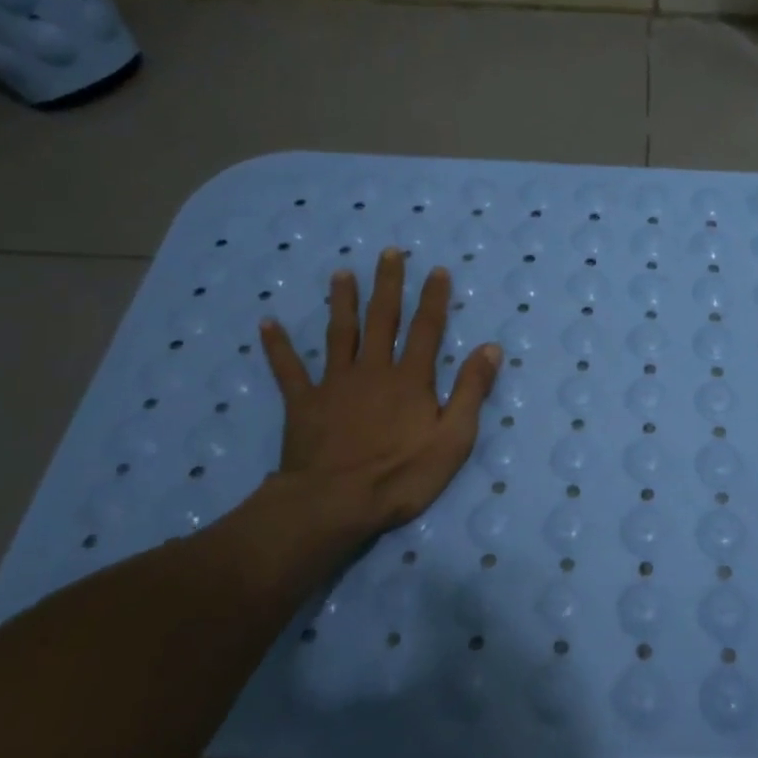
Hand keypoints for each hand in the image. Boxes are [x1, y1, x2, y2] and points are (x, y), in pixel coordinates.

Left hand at [256, 248, 500, 556]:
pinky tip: (267, 323)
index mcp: (410, 379)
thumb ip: (470, 391)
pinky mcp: (304, 403)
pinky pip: (288, 369)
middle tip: (388, 252)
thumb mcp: (453, 438)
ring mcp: (335, 384)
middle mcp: (373, 370)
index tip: (437, 269)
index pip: (426, 329)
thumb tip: (491, 348)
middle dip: (388, 284)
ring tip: (341, 273)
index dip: (433, 298)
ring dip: (341, 302)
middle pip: (382, 319)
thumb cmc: (401, 476)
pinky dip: (278, 346)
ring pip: (339, 333)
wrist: (334, 504)